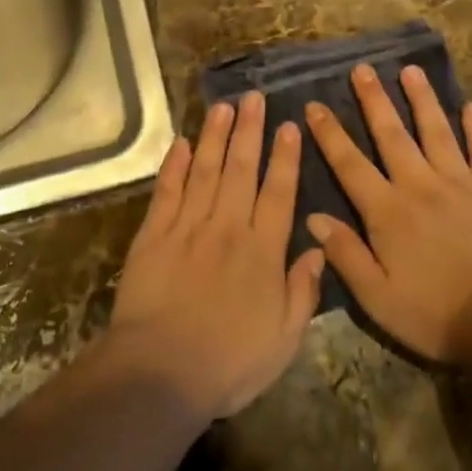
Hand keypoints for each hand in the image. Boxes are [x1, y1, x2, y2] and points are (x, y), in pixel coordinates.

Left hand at [108, 93, 325, 421]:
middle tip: (254, 97)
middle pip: (241, 169)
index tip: (288, 125)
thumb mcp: (283, 339)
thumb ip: (303, 291)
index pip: (278, 192)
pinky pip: (167, 190)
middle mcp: (227, 227)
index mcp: (262, 251)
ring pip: (205, 170)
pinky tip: (180, 142)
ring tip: (223, 106)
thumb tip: (318, 248)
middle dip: (249, 130)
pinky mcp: (153, 235)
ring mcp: (188, 227)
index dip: (284, 157)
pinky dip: (174, 164)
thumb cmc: (229, 362)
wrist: (160, 373)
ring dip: (215, 136)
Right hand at [302, 65, 471, 363]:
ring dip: (422, 99)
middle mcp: (419, 185)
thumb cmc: (433, 313)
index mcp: (387, 211)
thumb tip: (313, 218)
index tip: (314, 106)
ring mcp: (459, 182)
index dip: (330, 134)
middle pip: (391, 134)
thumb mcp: (377, 297)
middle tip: (362, 68)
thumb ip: (345, 254)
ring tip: (410, 70)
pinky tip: (469, 106)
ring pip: (436, 130)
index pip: (350, 164)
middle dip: (373, 100)